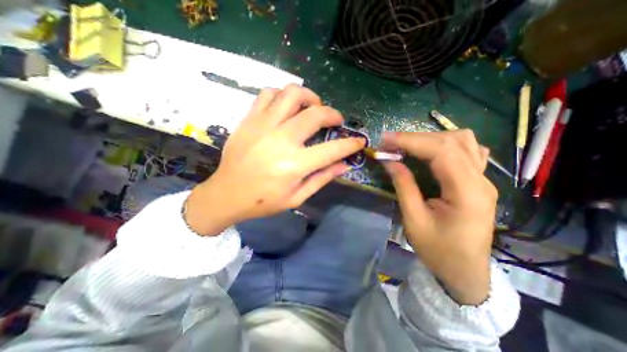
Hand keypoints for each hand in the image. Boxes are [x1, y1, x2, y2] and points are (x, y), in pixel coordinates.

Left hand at [184, 84, 365, 234]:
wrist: (226, 194)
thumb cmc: (263, 201)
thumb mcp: (297, 197)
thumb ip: (322, 178)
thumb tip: (344, 165)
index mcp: (294, 165)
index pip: (333, 149)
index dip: (351, 144)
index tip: (359, 141)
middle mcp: (281, 140)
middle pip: (315, 114)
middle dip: (333, 114)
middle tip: (335, 121)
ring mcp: (262, 126)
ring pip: (292, 94)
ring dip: (309, 97)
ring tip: (312, 108)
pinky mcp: (249, 119)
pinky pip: (268, 94)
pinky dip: (283, 96)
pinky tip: (286, 108)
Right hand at [382, 131, 499, 302]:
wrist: (465, 272)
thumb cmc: (438, 250)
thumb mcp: (414, 220)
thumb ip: (404, 186)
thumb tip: (389, 161)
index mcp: (467, 192)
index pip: (441, 151)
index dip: (411, 141)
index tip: (386, 139)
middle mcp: (481, 180)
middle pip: (451, 142)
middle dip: (416, 138)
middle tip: (390, 143)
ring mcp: (483, 180)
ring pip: (463, 141)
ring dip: (431, 138)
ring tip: (407, 146)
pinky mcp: (478, 182)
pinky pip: (468, 151)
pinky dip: (446, 144)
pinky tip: (431, 152)